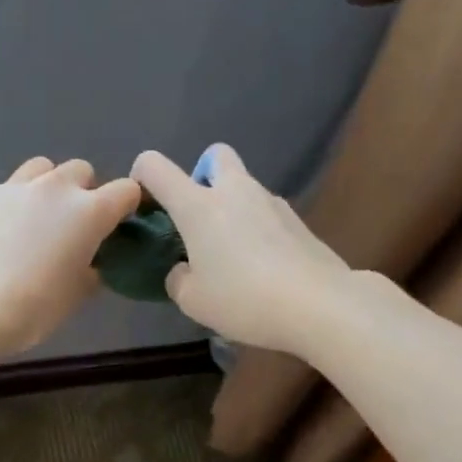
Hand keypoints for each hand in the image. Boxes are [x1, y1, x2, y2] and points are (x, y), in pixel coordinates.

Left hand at [0, 157, 140, 357]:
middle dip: (83, 192)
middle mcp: (55, 189)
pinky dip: (10, 205)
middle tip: (71, 225)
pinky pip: (6, 190)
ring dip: (47, 187)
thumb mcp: (76, 295)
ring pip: (42, 169)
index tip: (117, 224)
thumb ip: (92, 269)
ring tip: (35, 218)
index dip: (126, 206)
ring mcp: (14, 187)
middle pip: (81, 171)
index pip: (126, 190)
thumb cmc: (32, 309)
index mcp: (89, 212)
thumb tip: (91, 262)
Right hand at [130, 145, 350, 354]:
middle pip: (214, 156)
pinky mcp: (297, 220)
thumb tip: (183, 269)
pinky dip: (256, 228)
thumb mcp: (192, 300)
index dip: (141, 177)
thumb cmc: (244, 299)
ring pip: (243, 187)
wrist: (320, 305)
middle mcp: (234, 191)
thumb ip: (177, 278)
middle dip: (201, 176)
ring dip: (231, 208)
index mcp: (198, 206)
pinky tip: (261, 267)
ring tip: (231, 255)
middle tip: (197, 220)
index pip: (155, 167)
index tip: (143, 205)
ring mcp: (271, 202)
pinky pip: (265, 213)